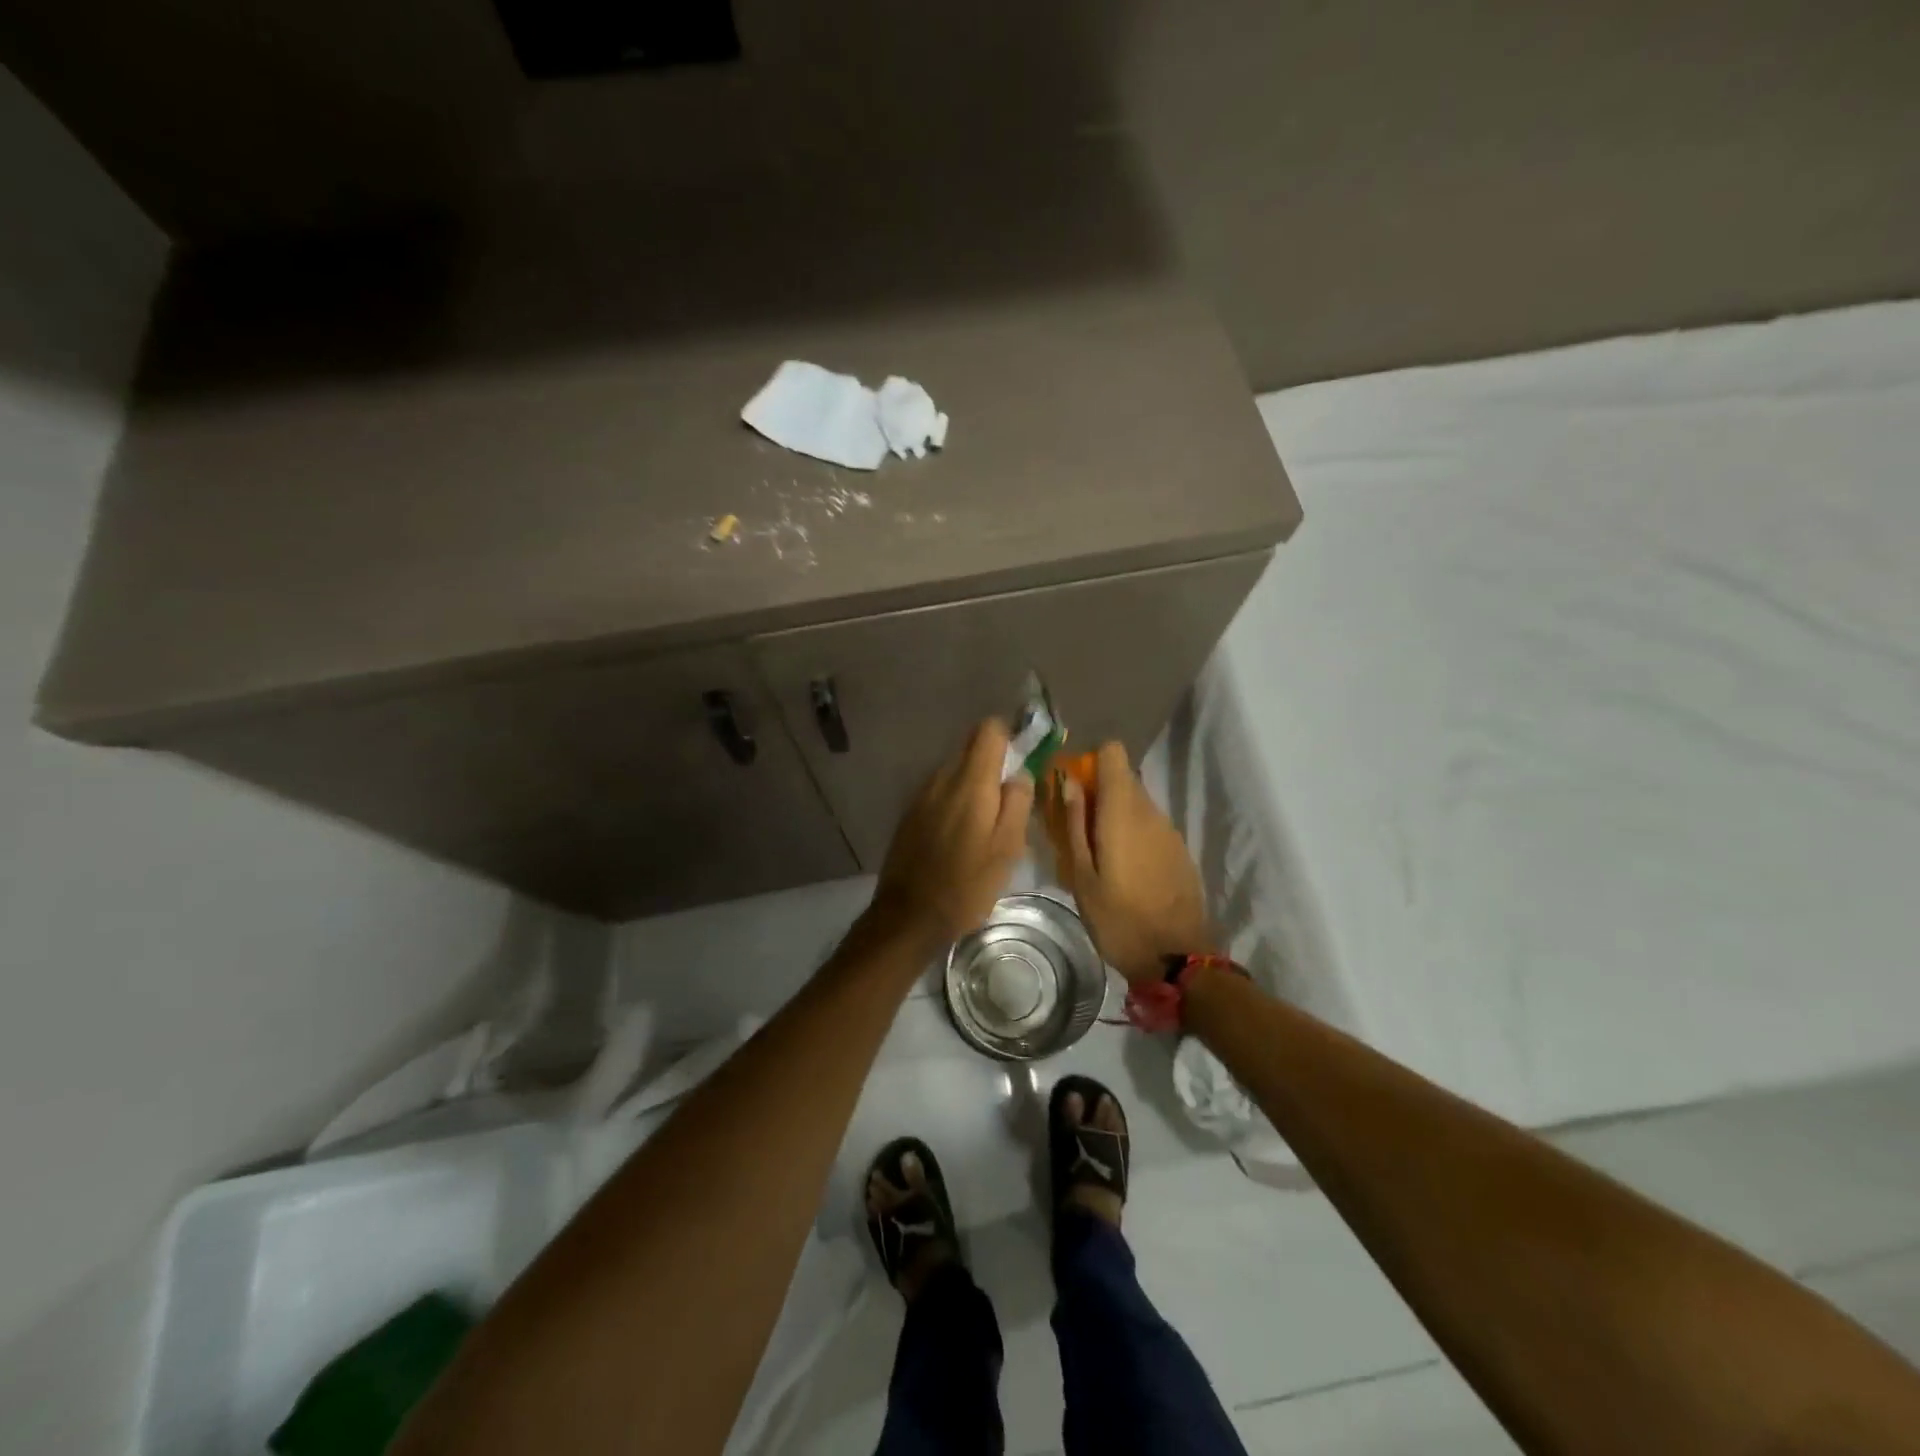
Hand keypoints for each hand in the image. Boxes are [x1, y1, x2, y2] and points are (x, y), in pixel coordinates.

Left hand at [869, 719, 1034, 947]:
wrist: (909, 915)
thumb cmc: (966, 884)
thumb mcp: (1007, 849)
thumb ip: (1017, 803)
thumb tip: (1020, 774)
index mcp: (971, 782)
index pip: (989, 730)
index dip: (1009, 736)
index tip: (1022, 759)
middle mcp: (943, 778)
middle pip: (971, 748)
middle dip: (993, 763)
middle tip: (1009, 798)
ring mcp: (922, 794)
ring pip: (954, 771)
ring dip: (973, 784)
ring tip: (986, 821)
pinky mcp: (910, 813)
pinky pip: (939, 792)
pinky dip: (954, 800)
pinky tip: (961, 833)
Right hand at [1049, 742, 1211, 985]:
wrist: (1178, 959)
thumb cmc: (1119, 919)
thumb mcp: (1081, 877)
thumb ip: (1074, 825)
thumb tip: (1068, 783)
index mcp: (1123, 812)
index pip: (1113, 753)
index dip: (1091, 762)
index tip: (1073, 788)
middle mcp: (1150, 812)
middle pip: (1123, 778)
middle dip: (1098, 792)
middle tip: (1076, 828)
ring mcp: (1170, 831)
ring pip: (1137, 803)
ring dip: (1115, 815)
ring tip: (1097, 854)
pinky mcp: (1180, 850)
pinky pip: (1151, 826)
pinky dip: (1133, 834)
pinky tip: (1124, 870)